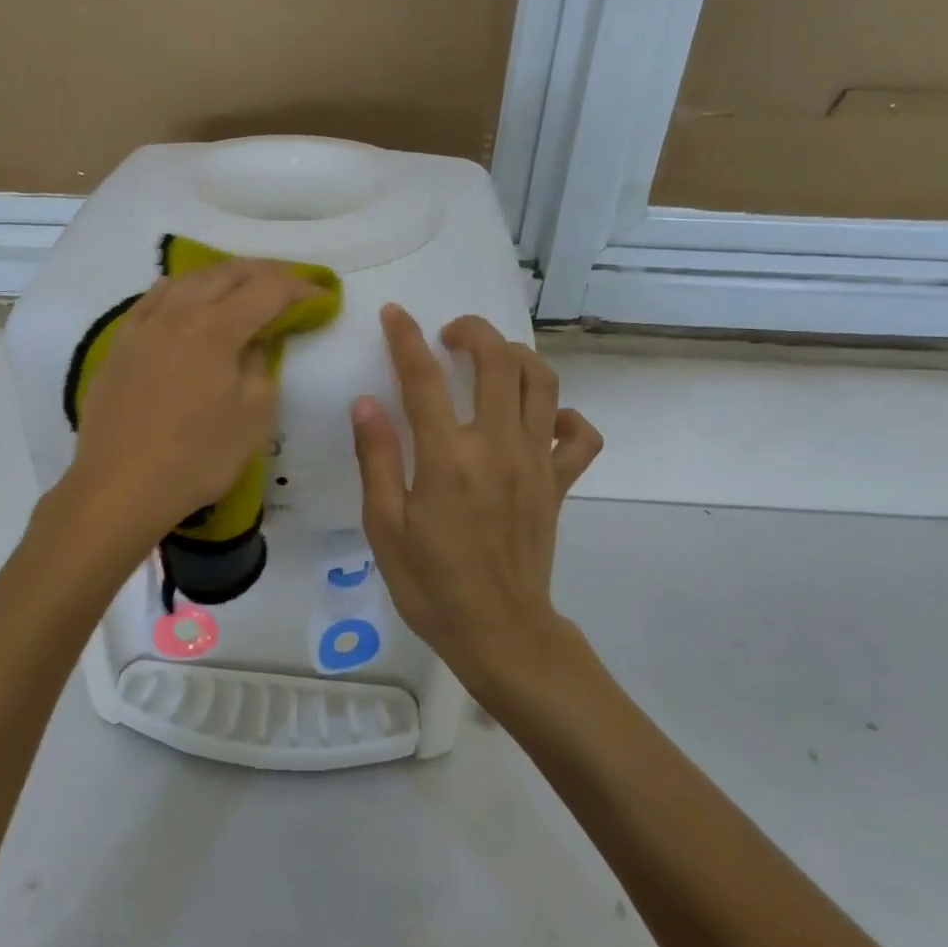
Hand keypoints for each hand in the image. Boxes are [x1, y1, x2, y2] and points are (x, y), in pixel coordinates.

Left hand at [62, 260, 316, 548]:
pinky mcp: (120, 344)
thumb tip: (258, 342)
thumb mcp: (253, 418)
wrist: (119, 486)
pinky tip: (181, 293)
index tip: (324, 295)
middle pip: (227, 273)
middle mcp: (179, 313)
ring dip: (223, 276)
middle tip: (291, 283)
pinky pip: (152, 300)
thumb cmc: (197, 458)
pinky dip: (178, 289)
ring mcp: (144, 326)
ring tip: (243, 285)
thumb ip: (262, 368)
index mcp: (217, 328)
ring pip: (188, 280)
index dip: (301, 287)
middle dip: (265, 271)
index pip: (268, 290)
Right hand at [352, 306, 603, 689]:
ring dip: (518, 357)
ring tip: (492, 361)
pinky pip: (580, 435)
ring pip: (543, 383)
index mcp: (447, 458)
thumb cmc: (431, 584)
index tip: (395, 314)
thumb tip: (367, 403)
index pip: (424, 378)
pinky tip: (540, 420)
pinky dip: (565, 415)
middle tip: (450, 334)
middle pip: (498, 361)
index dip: (406, 338)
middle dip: (474, 331)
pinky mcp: (559, 483)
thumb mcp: (385, 527)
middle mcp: (497, 447)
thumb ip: (377, 458)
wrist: (500, 633)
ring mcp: (536, 463)